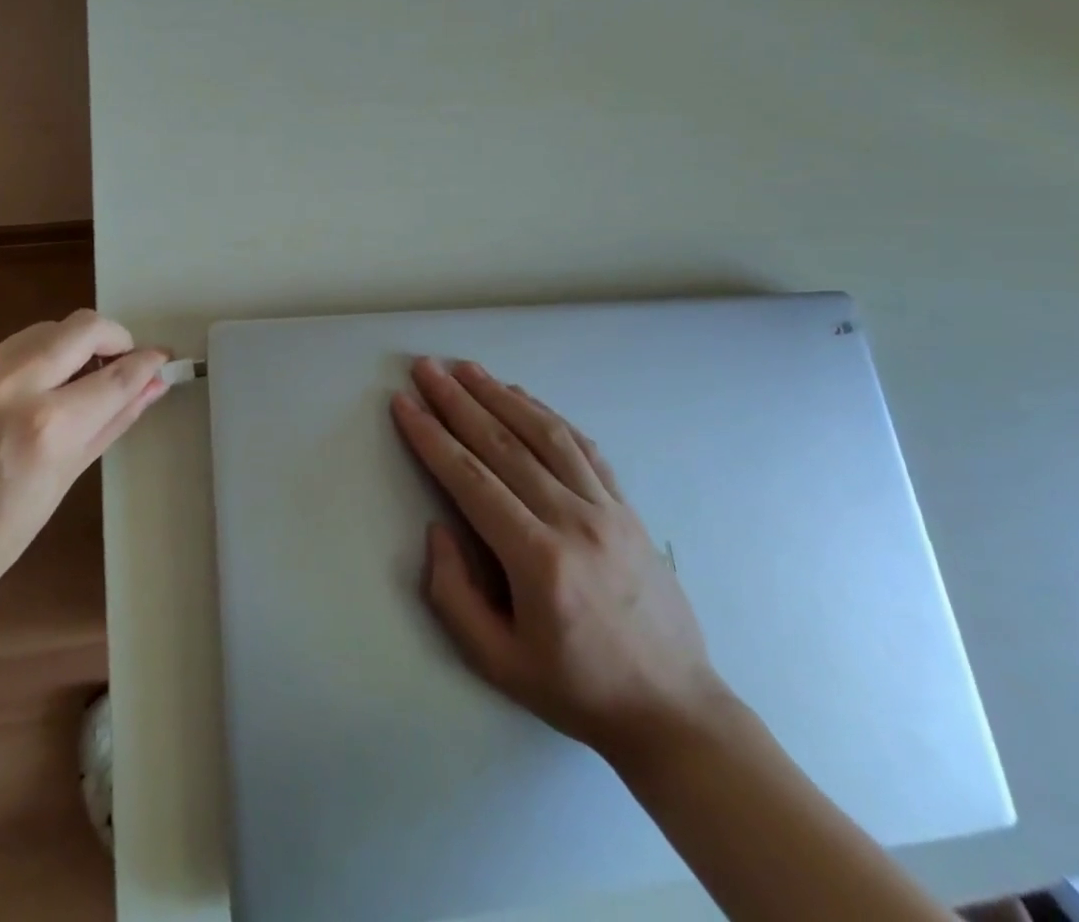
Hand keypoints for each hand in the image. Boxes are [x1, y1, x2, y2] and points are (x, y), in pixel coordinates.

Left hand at [0, 311, 167, 613]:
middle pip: (80, 326)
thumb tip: (154, 384)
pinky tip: (1, 410)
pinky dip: (13, 374)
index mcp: (47, 427)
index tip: (160, 356)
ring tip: (61, 386)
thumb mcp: (64, 479)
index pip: (116, 375)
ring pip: (37, 335)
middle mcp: (8, 388)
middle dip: (111, 336)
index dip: (146, 361)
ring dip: (62, 351)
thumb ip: (112, 421)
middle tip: (117, 358)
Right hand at [391, 358, 730, 771]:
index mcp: (538, 560)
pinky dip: (547, 415)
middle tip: (426, 368)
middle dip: (458, 401)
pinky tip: (522, 397)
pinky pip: (583, 448)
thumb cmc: (576, 688)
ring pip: (545, 434)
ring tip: (466, 368)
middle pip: (504, 444)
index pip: (471, 479)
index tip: (404, 403)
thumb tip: (438, 529)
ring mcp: (607, 509)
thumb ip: (453, 594)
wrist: (674, 710)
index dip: (432, 437)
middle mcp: (574, 521)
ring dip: (500, 395)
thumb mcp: (497, 662)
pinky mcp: (627, 508)